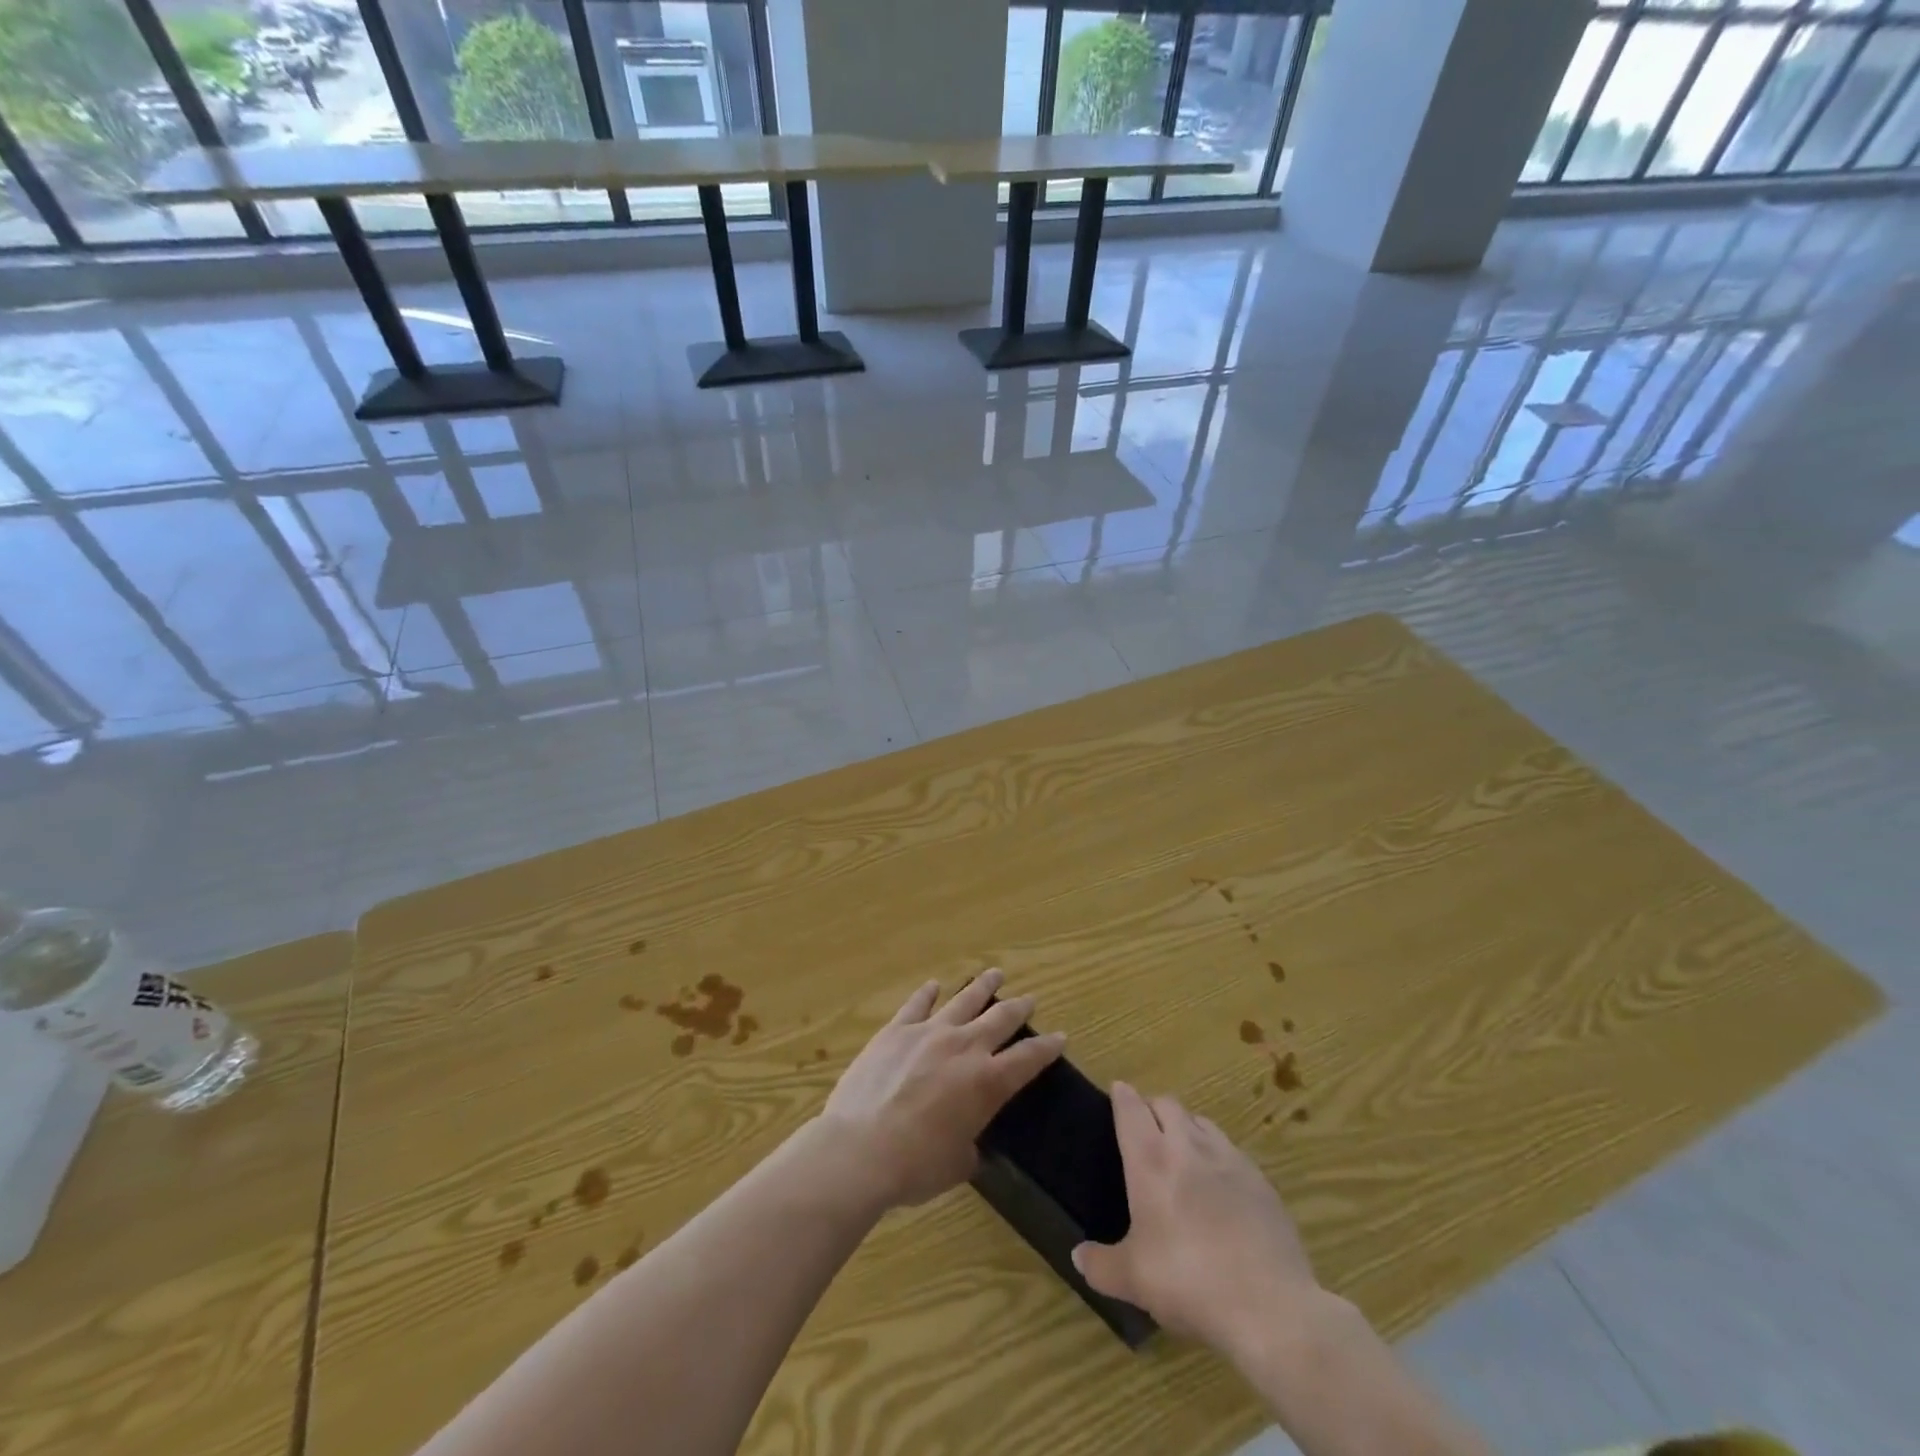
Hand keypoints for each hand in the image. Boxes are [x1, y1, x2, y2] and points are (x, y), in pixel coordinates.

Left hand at [817, 969, 1065, 1209]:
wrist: (861, 1148)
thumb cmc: (915, 1166)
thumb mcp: (956, 1164)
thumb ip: (969, 1147)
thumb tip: (968, 1144)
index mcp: (988, 1083)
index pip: (1028, 1059)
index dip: (1047, 1048)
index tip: (1060, 1036)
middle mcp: (965, 1048)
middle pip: (1000, 1019)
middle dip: (1019, 1008)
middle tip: (1030, 998)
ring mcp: (928, 1033)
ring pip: (963, 1000)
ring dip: (982, 986)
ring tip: (995, 974)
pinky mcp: (895, 1031)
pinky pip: (917, 1005)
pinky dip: (927, 993)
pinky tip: (934, 985)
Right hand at [1071, 1083, 1320, 1358]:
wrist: (1270, 1307)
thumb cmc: (1189, 1282)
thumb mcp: (1133, 1280)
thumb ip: (1100, 1265)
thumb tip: (1078, 1256)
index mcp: (1151, 1160)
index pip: (1131, 1108)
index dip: (1122, 1096)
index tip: (1117, 1092)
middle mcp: (1188, 1147)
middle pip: (1168, 1104)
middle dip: (1153, 1108)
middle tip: (1145, 1129)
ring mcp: (1229, 1159)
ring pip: (1201, 1122)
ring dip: (1186, 1127)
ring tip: (1182, 1152)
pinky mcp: (1260, 1180)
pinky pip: (1231, 1151)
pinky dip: (1217, 1155)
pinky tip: (1219, 1186)